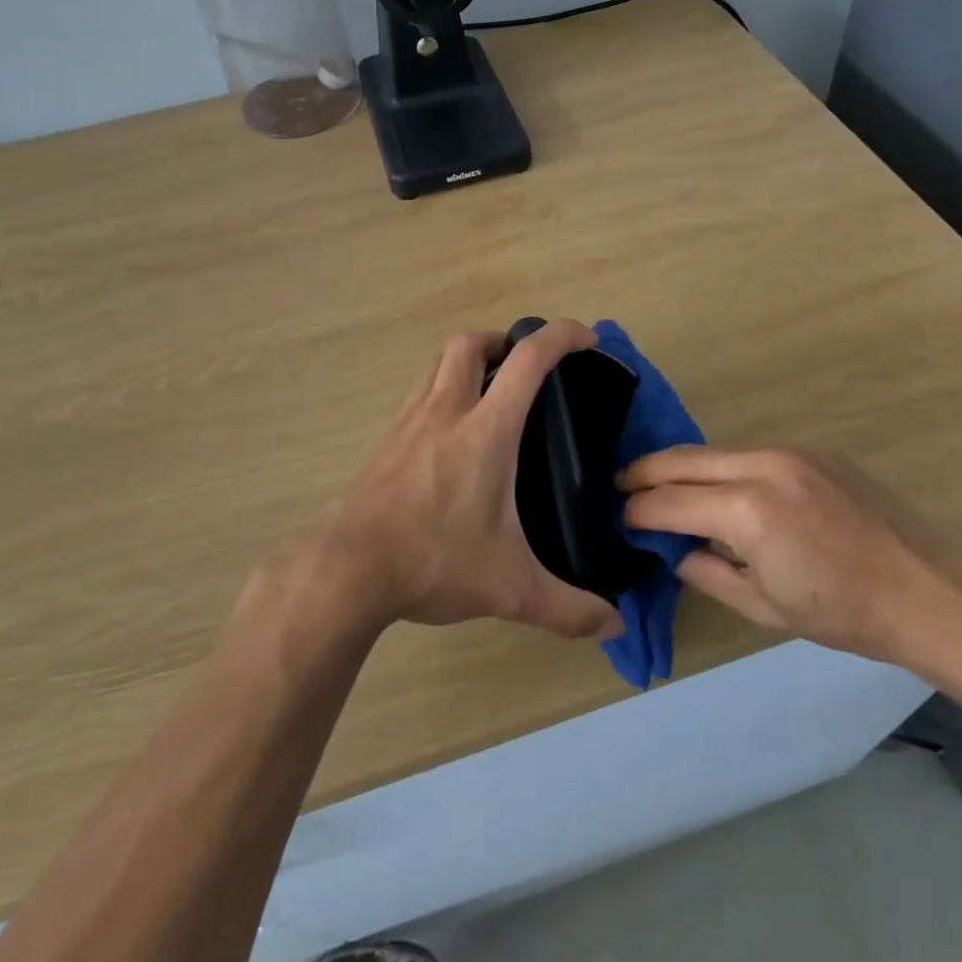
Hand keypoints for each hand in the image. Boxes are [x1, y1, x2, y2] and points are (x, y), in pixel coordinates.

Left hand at [319, 321, 622, 641]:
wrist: (347, 568)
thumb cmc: (434, 561)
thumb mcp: (510, 588)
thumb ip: (567, 608)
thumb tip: (614, 626)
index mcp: (485, 430)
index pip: (528, 359)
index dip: (561, 335)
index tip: (586, 339)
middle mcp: (445, 410)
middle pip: (470, 343)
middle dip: (503, 340)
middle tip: (524, 368)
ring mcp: (409, 421)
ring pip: (437, 362)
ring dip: (467, 359)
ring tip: (489, 390)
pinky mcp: (386, 440)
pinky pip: (418, 393)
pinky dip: (441, 389)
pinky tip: (449, 432)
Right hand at [620, 446, 961, 661]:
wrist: (928, 591)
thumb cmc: (843, 613)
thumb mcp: (763, 607)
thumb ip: (707, 573)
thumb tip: (674, 551)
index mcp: (748, 512)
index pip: (670, 502)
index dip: (638, 511)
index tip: (619, 518)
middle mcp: (762, 466)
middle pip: (683, 459)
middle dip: (645, 472)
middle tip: (621, 485)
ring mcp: (789, 452)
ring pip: (714, 451)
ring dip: (683, 467)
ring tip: (663, 486)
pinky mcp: (810, 450)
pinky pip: (749, 454)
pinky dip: (723, 468)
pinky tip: (722, 489)